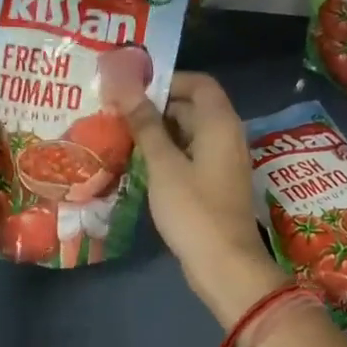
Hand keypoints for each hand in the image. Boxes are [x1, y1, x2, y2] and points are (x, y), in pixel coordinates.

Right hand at [100, 59, 286, 326]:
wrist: (225, 266)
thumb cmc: (194, 210)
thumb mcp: (164, 165)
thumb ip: (146, 125)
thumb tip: (127, 87)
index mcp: (220, 123)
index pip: (199, 83)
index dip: (168, 79)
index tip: (133, 88)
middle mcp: (227, 136)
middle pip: (193, 107)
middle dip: (157, 106)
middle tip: (118, 111)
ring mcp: (223, 162)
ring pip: (190, 134)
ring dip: (160, 132)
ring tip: (122, 135)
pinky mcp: (216, 185)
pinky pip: (191, 157)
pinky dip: (169, 154)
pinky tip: (140, 164)